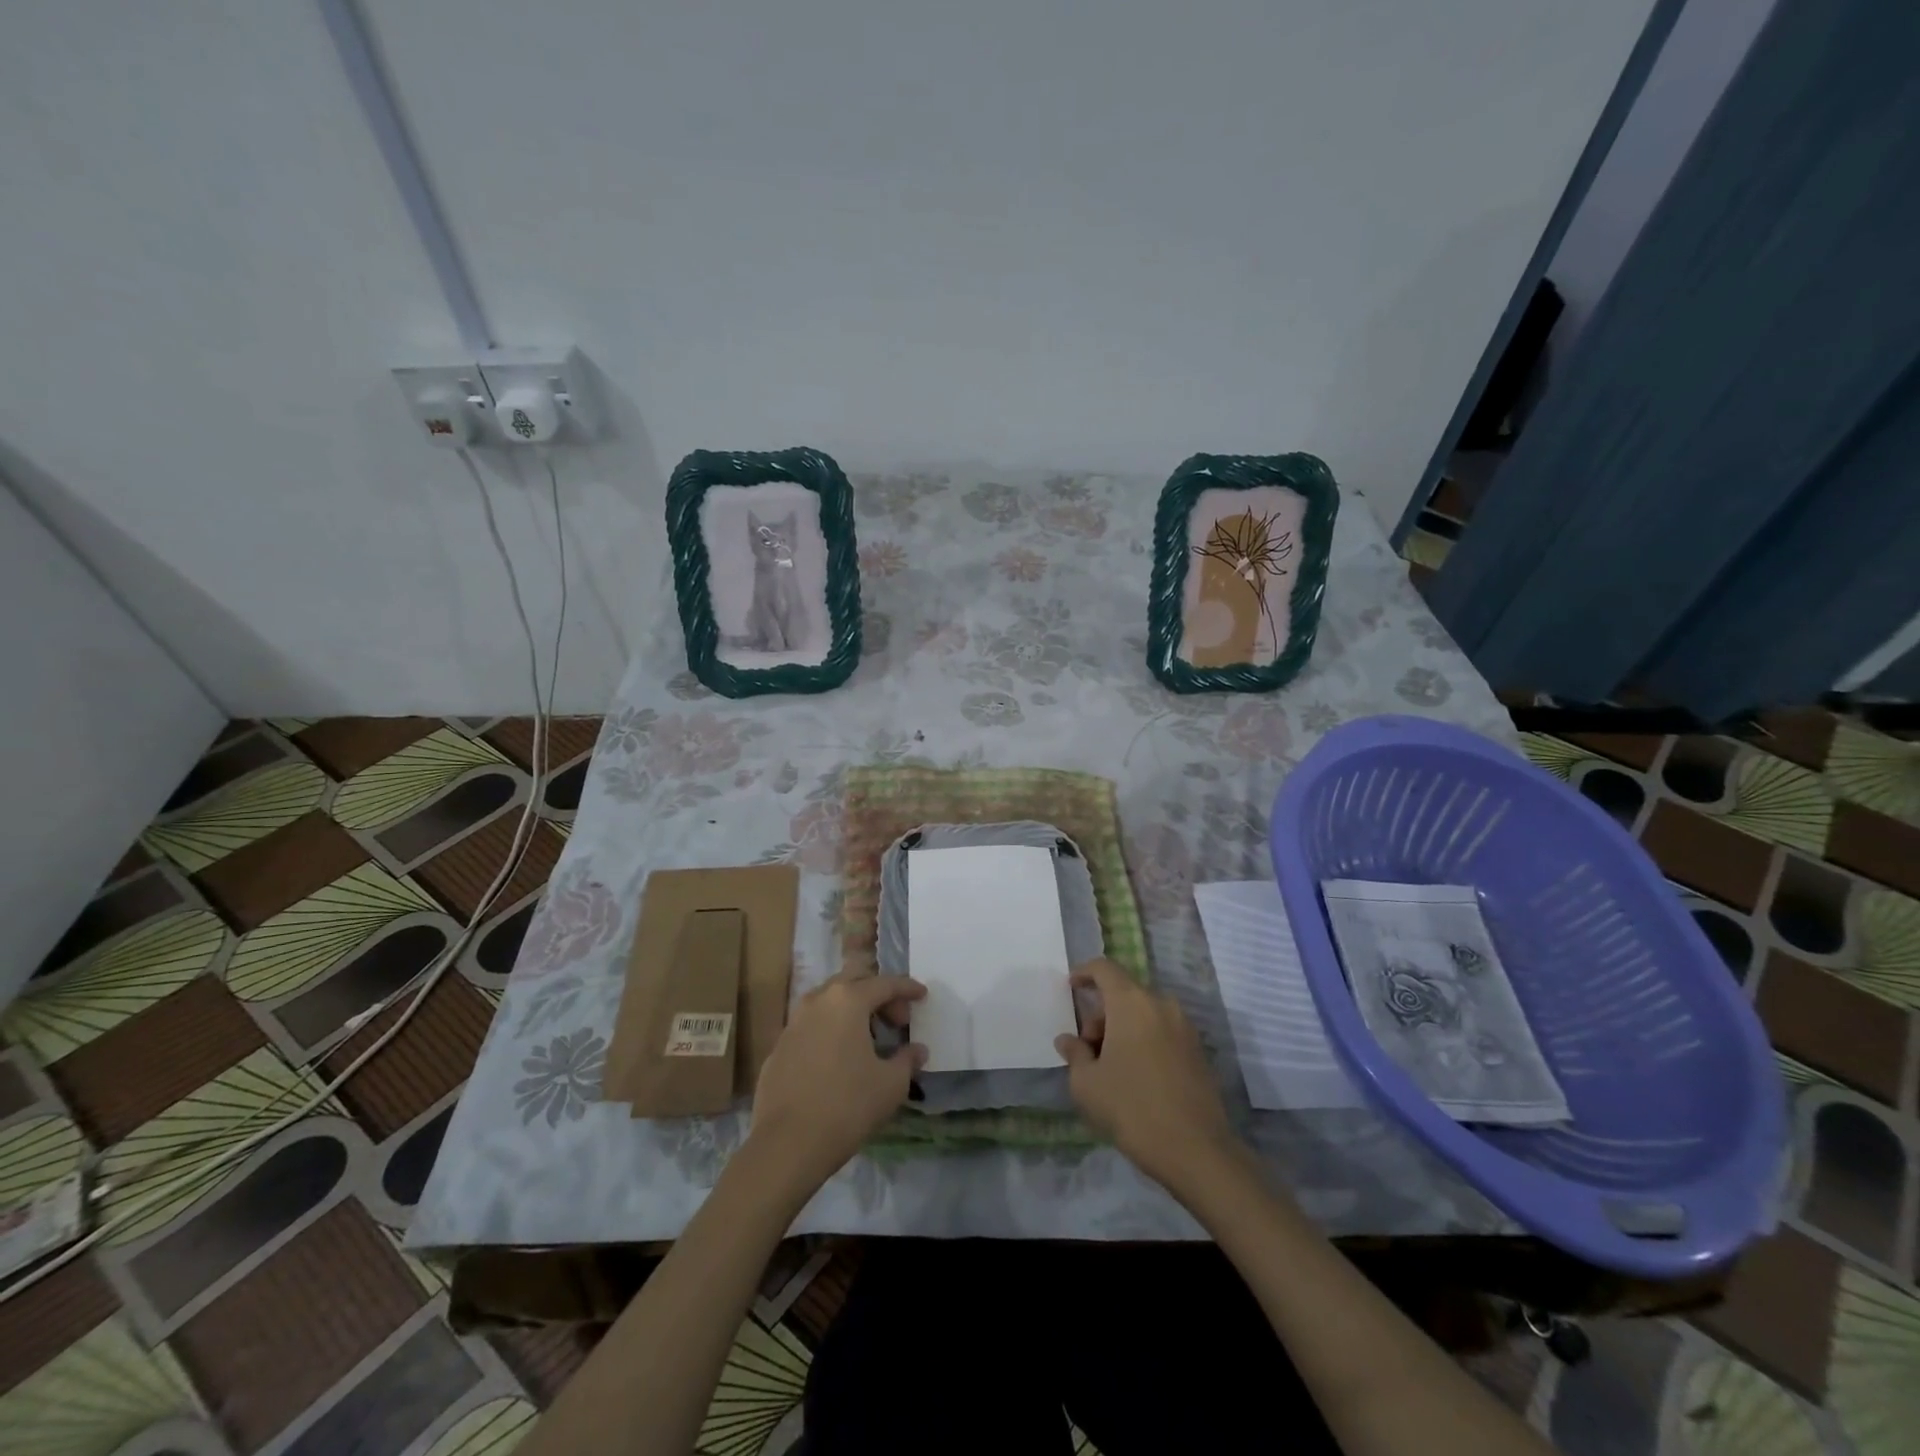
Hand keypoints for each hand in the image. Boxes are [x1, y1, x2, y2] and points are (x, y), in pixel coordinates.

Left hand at [749, 973, 926, 1190]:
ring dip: (852, 1012)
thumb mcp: (891, 1084)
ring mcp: (793, 1023)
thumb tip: (917, 1050)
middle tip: (897, 1021)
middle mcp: (818, 1001)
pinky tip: (839, 1060)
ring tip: (869, 1039)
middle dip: (878, 996)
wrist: (786, 1145)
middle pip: (854, 984)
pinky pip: (812, 1027)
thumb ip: (907, 1060)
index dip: (907, 988)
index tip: (923, 995)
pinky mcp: (778, 1048)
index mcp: (848, 1000)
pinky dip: (831, 1032)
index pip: (885, 984)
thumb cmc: (847, 1106)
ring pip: (829, 1003)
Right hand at [1055, 958, 1237, 1191]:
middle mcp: (1161, 1005)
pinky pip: (1162, 1032)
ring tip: (1110, 1068)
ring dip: (1123, 1029)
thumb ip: (1074, 1054)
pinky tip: (1136, 1077)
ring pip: (1144, 1014)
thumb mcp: (1087, 1084)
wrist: (1197, 1151)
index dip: (1084, 973)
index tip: (1070, 988)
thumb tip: (1068, 1040)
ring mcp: (1184, 1027)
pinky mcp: (1198, 1051)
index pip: (1104, 969)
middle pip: (1124, 994)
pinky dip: (1144, 1041)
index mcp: (1132, 1002)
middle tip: (1088, 1051)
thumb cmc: (1132, 1108)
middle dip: (1101, 1015)